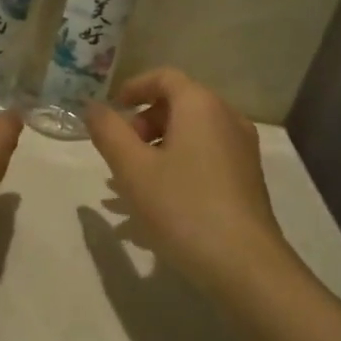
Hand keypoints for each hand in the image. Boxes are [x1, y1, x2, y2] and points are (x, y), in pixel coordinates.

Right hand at [85, 68, 301, 296]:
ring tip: (128, 186)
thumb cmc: (182, 207)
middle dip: (142, 125)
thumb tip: (93, 107)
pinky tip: (156, 205)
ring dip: (156, 150)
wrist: (244, 264)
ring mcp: (241, 150)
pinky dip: (177, 167)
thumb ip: (108, 132)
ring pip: (190, 136)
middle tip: (119, 154)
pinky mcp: (246, 179)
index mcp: (201, 105)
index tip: (111, 111)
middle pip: (178, 105)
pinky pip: (205, 158)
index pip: (164, 77)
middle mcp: (227, 118)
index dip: (133, 88)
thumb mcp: (133, 169)